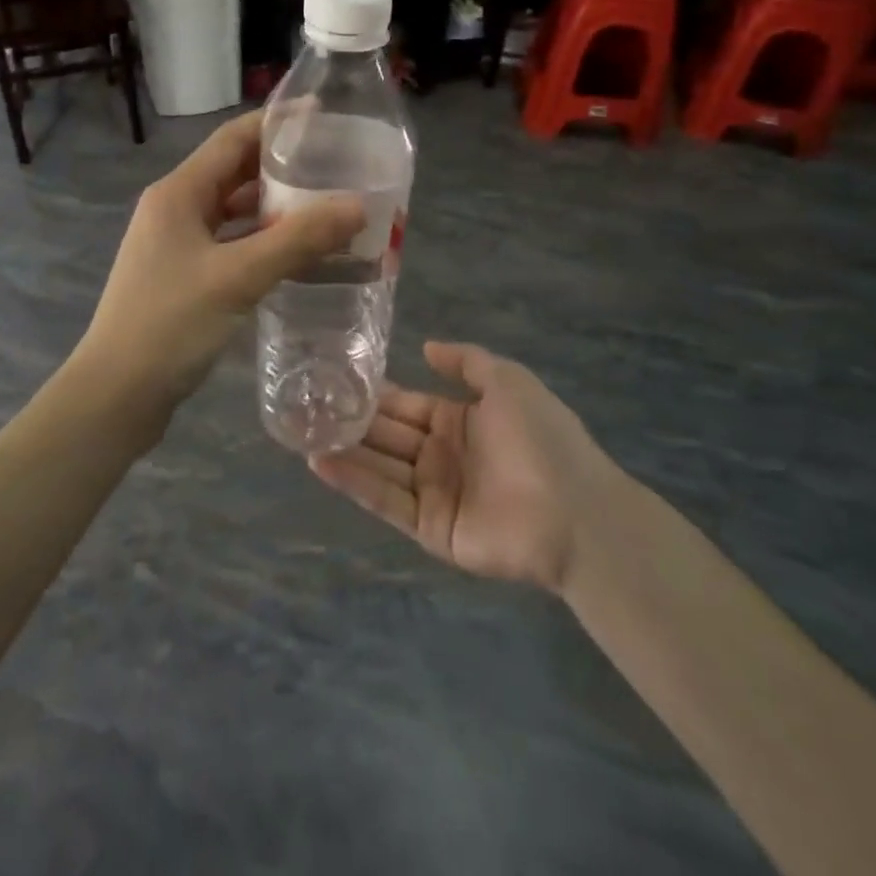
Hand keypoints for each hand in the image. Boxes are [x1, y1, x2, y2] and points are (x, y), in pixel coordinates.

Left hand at [72, 111, 363, 430]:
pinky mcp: (182, 276)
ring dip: (274, 208)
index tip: (323, 115)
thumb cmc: (170, 324)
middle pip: (234, 172)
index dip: (276, 122)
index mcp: (179, 193)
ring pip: (233, 212)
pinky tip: (297, 254)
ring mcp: (176, 244)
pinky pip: (230, 244)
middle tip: (335, 165)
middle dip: (282, 167)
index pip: (233, 139)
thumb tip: (357, 205)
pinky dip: (262, 242)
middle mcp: (175, 209)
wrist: (116, 395)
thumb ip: (299, 239)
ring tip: (326, 206)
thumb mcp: (238, 277)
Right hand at [309, 341, 622, 592]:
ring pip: (379, 466)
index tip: (335, 377)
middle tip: (304, 405)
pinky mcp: (430, 528)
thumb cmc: (542, 437)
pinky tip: (321, 463)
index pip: (405, 403)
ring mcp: (434, 493)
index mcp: (458, 420)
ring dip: (343, 450)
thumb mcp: (507, 381)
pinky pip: (387, 500)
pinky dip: (354, 483)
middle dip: (350, 421)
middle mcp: (440, 455)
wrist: (576, 509)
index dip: (374, 392)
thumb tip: (426, 347)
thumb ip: (466, 361)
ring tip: (299, 433)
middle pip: (387, 434)